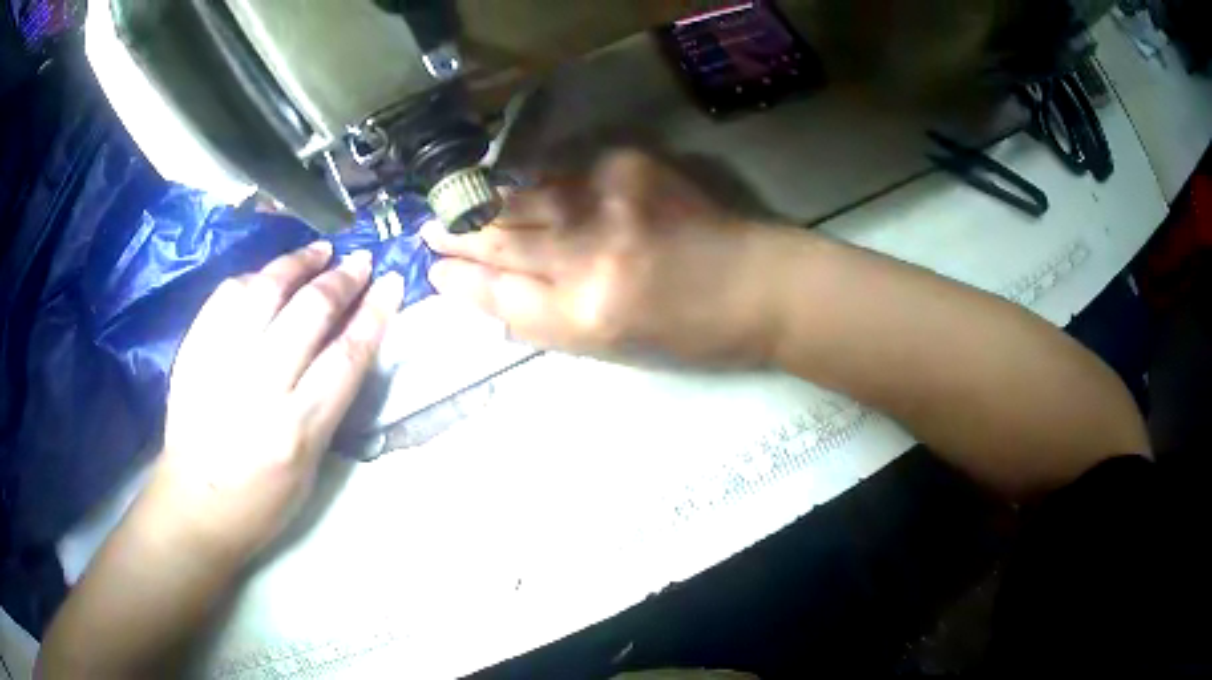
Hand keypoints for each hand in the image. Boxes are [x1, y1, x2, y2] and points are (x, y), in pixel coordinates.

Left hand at [148, 242, 403, 561]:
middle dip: (341, 279)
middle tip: (359, 261)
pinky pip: (226, 296)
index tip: (389, 283)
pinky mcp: (193, 350)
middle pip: (308, 313)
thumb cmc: (261, 503)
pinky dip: (255, 277)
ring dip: (298, 263)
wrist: (193, 505)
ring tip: (320, 250)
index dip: (373, 313)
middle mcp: (258, 389)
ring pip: (264, 290)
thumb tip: (347, 344)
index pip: (345, 357)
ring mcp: (219, 363)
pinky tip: (270, 273)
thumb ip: (327, 405)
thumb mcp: (310, 468)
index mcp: (294, 431)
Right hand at [423, 151, 779, 365]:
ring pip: (525, 200)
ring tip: (452, 203)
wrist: (761, 285)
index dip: (463, 281)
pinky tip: (512, 185)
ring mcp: (610, 203)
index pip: (501, 294)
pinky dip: (535, 183)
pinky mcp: (630, 168)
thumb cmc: (694, 334)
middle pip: (503, 240)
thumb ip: (552, 322)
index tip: (435, 272)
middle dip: (459, 235)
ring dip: (484, 203)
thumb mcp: (617, 350)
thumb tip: (496, 297)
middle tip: (427, 229)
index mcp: (587, 317)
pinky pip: (564, 174)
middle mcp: (590, 256)